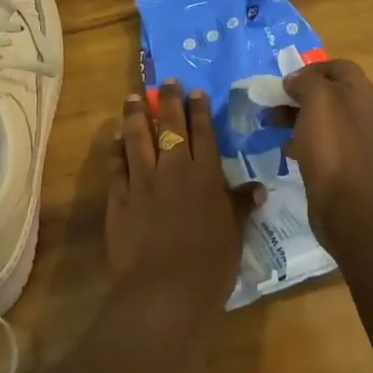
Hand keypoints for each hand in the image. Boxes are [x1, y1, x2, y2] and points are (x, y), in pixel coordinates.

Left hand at [109, 82, 263, 341]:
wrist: (165, 290)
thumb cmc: (209, 265)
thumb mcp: (234, 235)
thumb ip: (240, 206)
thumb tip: (257, 188)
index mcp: (205, 176)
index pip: (203, 133)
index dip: (198, 110)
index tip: (194, 92)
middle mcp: (174, 169)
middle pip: (170, 126)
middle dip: (168, 100)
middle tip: (165, 82)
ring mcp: (143, 181)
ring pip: (138, 137)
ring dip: (136, 115)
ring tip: (133, 97)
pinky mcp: (119, 197)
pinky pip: (117, 164)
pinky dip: (116, 148)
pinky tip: (115, 137)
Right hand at [281, 60, 372, 253]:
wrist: (350, 205)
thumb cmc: (332, 145)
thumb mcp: (317, 100)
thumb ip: (306, 81)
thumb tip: (296, 81)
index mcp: (361, 92)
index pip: (339, 67)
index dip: (312, 68)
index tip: (287, 81)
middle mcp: (363, 113)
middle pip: (328, 93)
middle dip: (298, 95)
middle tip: (272, 103)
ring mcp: (357, 141)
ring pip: (323, 119)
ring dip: (296, 118)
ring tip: (270, 124)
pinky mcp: (347, 165)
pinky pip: (323, 144)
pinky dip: (303, 142)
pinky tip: (286, 150)